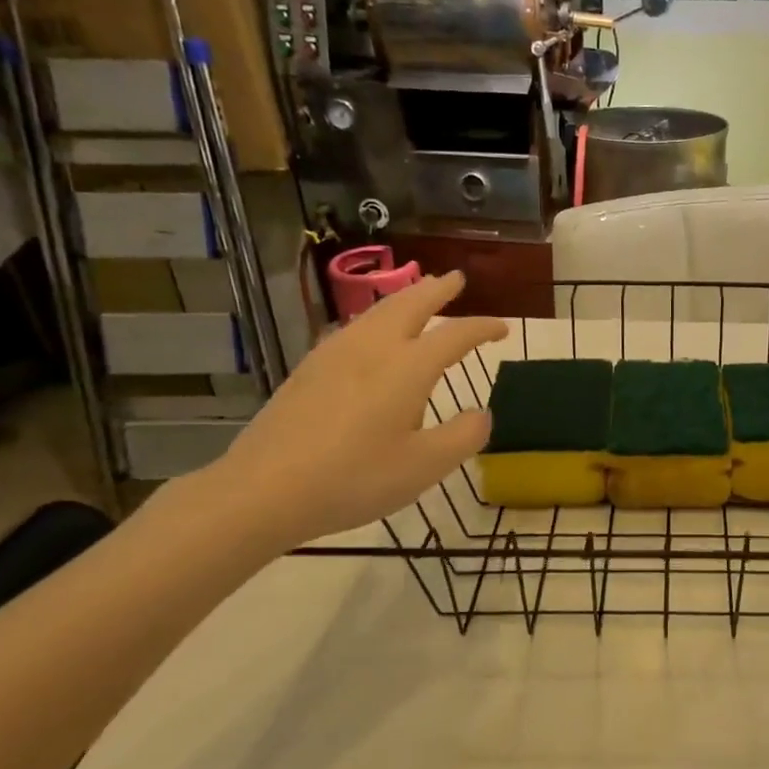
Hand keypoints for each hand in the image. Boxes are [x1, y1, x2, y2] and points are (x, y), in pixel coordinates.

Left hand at [203, 272, 506, 549]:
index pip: (455, 335)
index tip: (504, 328)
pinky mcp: (309, 369)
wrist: (264, 490)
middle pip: (410, 304)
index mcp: (408, 368)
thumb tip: (482, 413)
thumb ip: (463, 436)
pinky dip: (376, 318)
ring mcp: (335, 355)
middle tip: (456, 278)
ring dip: (405, 298)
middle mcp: (373, 349)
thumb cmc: (354, 479)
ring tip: (419, 295)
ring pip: (377, 312)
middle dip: (437, 289)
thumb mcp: (424, 467)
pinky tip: (370, 332)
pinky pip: (353, 327)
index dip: (483, 327)